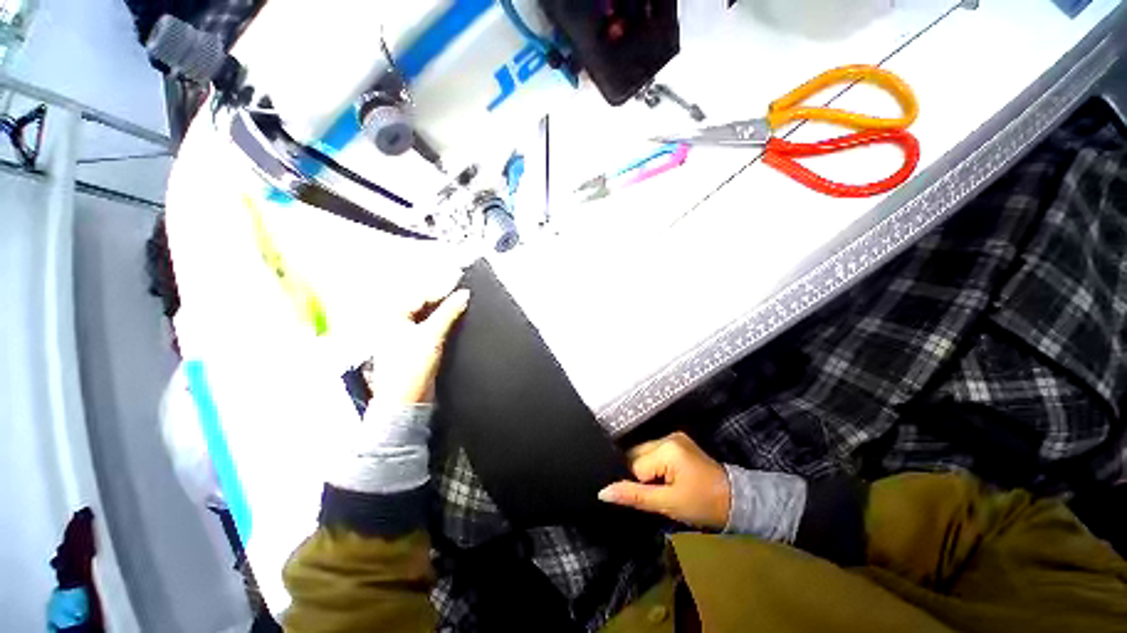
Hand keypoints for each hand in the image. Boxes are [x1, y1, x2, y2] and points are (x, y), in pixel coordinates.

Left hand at [364, 288, 469, 406]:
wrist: (407, 400)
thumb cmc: (410, 368)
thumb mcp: (432, 335)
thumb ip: (448, 312)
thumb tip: (463, 295)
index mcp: (391, 316)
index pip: (420, 295)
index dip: (441, 289)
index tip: (461, 285)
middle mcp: (395, 323)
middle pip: (422, 303)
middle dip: (442, 298)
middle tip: (462, 292)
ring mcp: (404, 336)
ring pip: (427, 315)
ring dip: (444, 310)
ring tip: (460, 303)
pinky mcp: (415, 347)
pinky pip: (430, 327)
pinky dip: (443, 322)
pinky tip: (454, 320)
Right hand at [598, 432, 730, 529]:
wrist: (737, 502)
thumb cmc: (703, 505)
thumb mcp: (667, 504)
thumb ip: (634, 496)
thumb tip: (603, 492)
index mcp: (667, 448)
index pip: (635, 465)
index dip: (638, 484)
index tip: (652, 498)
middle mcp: (668, 436)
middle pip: (637, 454)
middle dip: (640, 475)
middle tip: (655, 493)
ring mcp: (674, 437)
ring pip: (644, 453)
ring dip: (646, 470)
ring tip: (662, 487)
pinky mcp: (678, 442)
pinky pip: (654, 452)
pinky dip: (654, 466)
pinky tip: (664, 478)